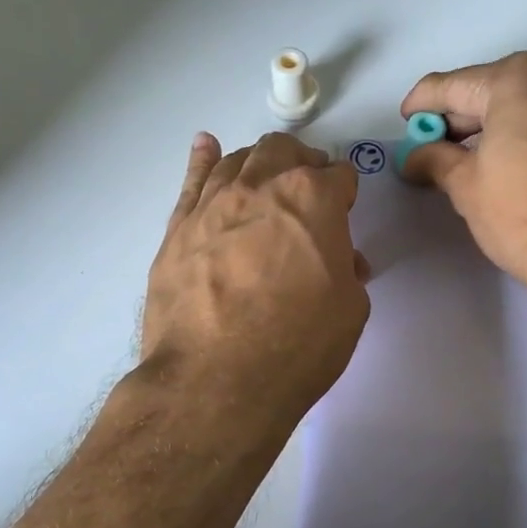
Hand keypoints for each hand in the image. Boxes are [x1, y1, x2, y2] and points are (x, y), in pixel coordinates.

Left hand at [141, 131, 369, 422]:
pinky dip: (203, 159)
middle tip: (309, 190)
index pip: (339, 176)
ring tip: (267, 179)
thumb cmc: (297, 345)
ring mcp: (213, 204)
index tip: (344, 212)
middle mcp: (261, 188)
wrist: (214, 380)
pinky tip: (208, 147)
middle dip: (304, 164)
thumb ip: (346, 271)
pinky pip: (192, 180)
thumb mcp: (349, 310)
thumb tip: (339, 260)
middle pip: (285, 152)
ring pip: (239, 160)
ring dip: (260, 163)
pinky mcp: (178, 229)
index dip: (345, 194)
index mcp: (313, 200)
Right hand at [399, 52, 526, 301]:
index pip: (453, 86)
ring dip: (499, 125)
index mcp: (519, 78)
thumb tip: (415, 156)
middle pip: (495, 89)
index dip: (422, 105)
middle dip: (462, 118)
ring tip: (475, 161)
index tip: (406, 123)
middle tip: (436, 149)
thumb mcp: (468, 189)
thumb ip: (436, 160)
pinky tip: (518, 163)